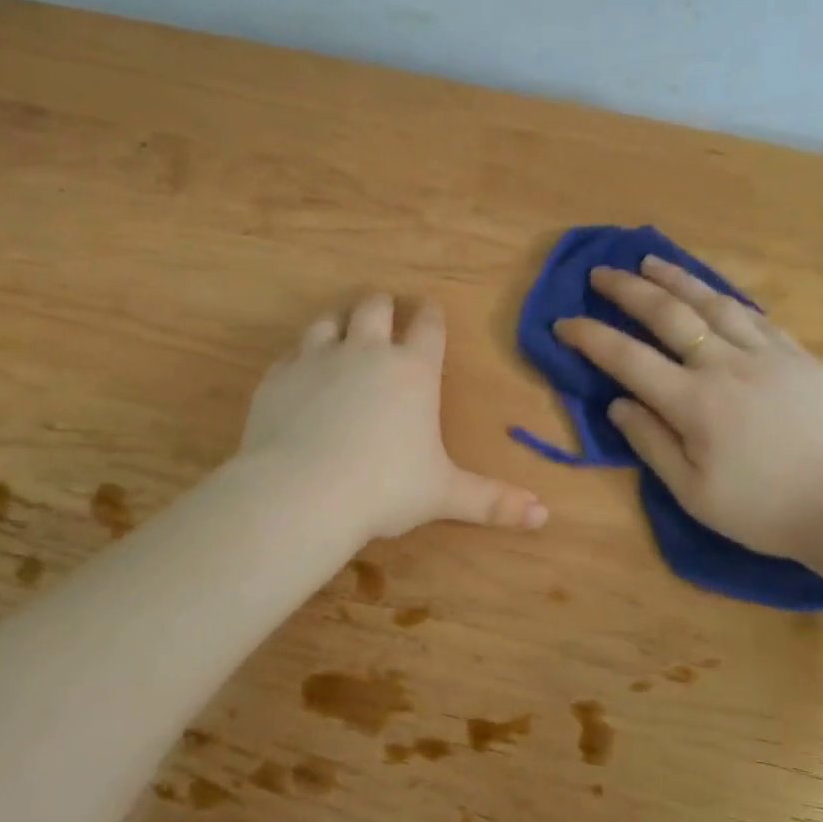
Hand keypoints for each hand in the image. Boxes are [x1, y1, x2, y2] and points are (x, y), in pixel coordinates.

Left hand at [239, 294, 548, 541]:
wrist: (302, 493)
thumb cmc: (385, 489)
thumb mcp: (444, 495)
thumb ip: (493, 501)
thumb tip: (543, 515)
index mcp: (413, 371)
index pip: (428, 326)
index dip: (431, 315)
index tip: (430, 308)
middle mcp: (366, 353)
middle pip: (374, 306)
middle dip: (382, 306)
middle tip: (384, 313)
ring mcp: (317, 360)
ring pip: (329, 321)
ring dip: (339, 323)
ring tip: (341, 333)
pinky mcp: (279, 377)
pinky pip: (290, 353)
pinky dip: (300, 358)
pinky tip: (300, 373)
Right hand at [553, 256, 822, 558]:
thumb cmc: (763, 510)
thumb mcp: (693, 492)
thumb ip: (651, 443)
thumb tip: (617, 404)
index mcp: (694, 403)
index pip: (627, 358)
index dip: (590, 337)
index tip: (563, 322)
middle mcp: (726, 365)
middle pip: (668, 314)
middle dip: (627, 289)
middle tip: (600, 272)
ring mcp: (767, 354)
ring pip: (713, 302)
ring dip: (676, 279)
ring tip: (650, 261)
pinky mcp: (798, 355)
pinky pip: (754, 315)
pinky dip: (723, 298)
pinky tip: (711, 293)